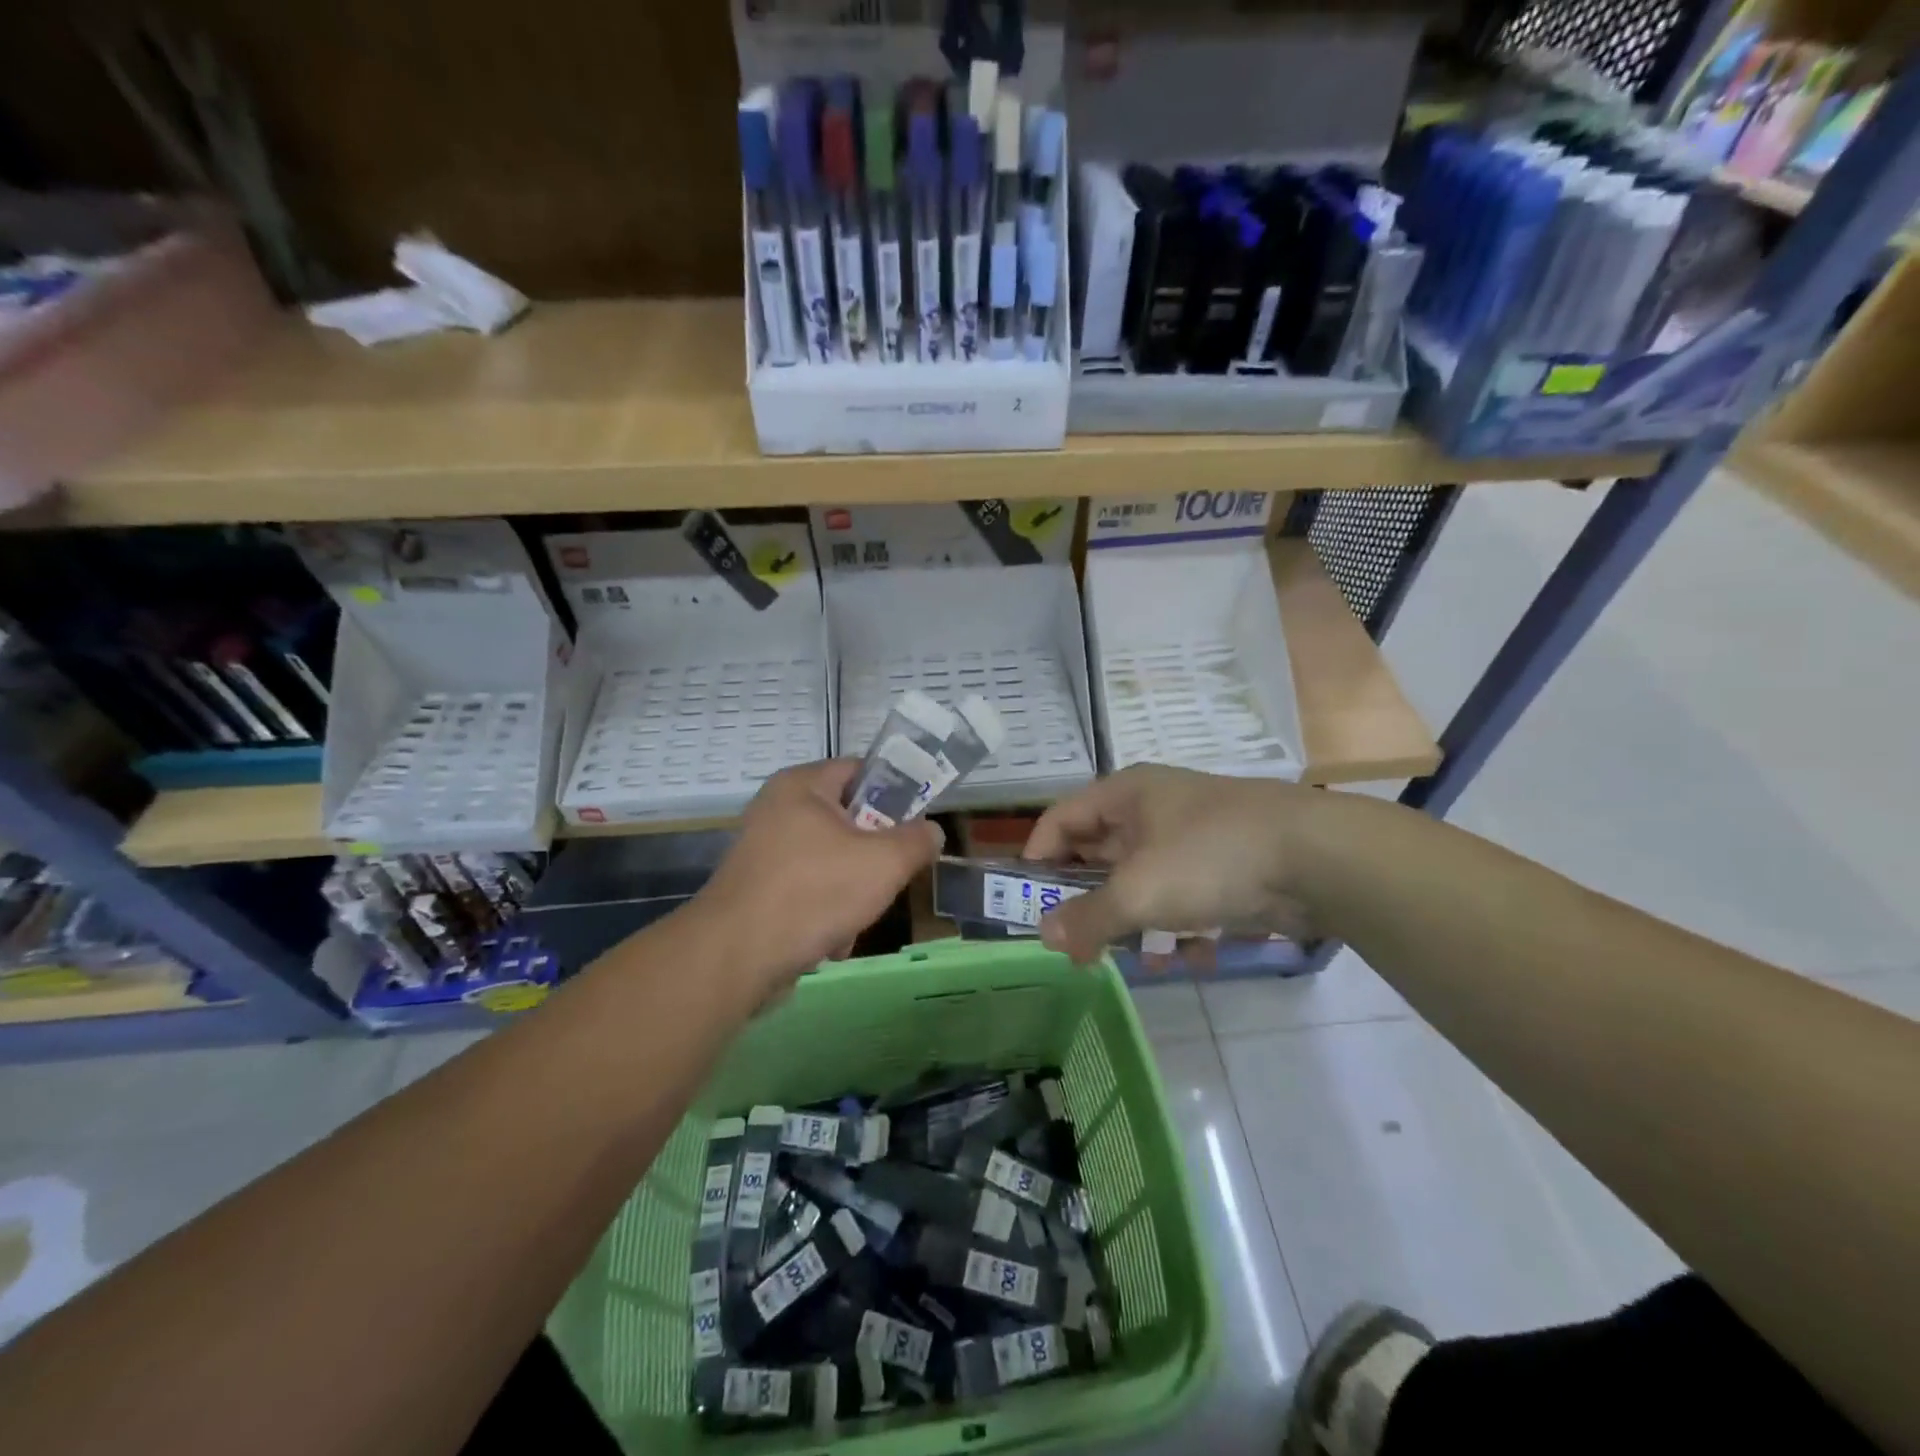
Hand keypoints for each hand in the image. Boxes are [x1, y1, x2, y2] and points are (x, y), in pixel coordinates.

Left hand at [685, 760, 942, 997]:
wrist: (735, 958)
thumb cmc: (813, 893)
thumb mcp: (884, 863)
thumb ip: (916, 841)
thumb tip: (931, 831)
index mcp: (802, 786)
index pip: (861, 770)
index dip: (895, 793)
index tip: (917, 825)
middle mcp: (778, 809)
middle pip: (850, 821)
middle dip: (875, 856)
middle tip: (890, 878)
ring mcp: (764, 851)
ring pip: (832, 862)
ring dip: (853, 893)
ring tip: (855, 921)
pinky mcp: (758, 890)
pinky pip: (808, 890)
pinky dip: (826, 913)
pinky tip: (830, 942)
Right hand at [1021, 765, 1320, 962]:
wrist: (1317, 858)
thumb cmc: (1209, 858)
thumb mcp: (1138, 892)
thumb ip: (1087, 917)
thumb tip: (1045, 937)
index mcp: (1125, 795)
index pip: (1060, 819)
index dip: (1038, 858)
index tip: (1029, 903)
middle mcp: (1153, 809)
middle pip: (1100, 855)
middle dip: (1089, 902)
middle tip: (1077, 945)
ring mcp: (1191, 837)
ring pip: (1143, 882)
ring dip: (1136, 923)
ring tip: (1137, 959)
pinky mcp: (1225, 866)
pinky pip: (1184, 896)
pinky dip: (1179, 926)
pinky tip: (1189, 956)